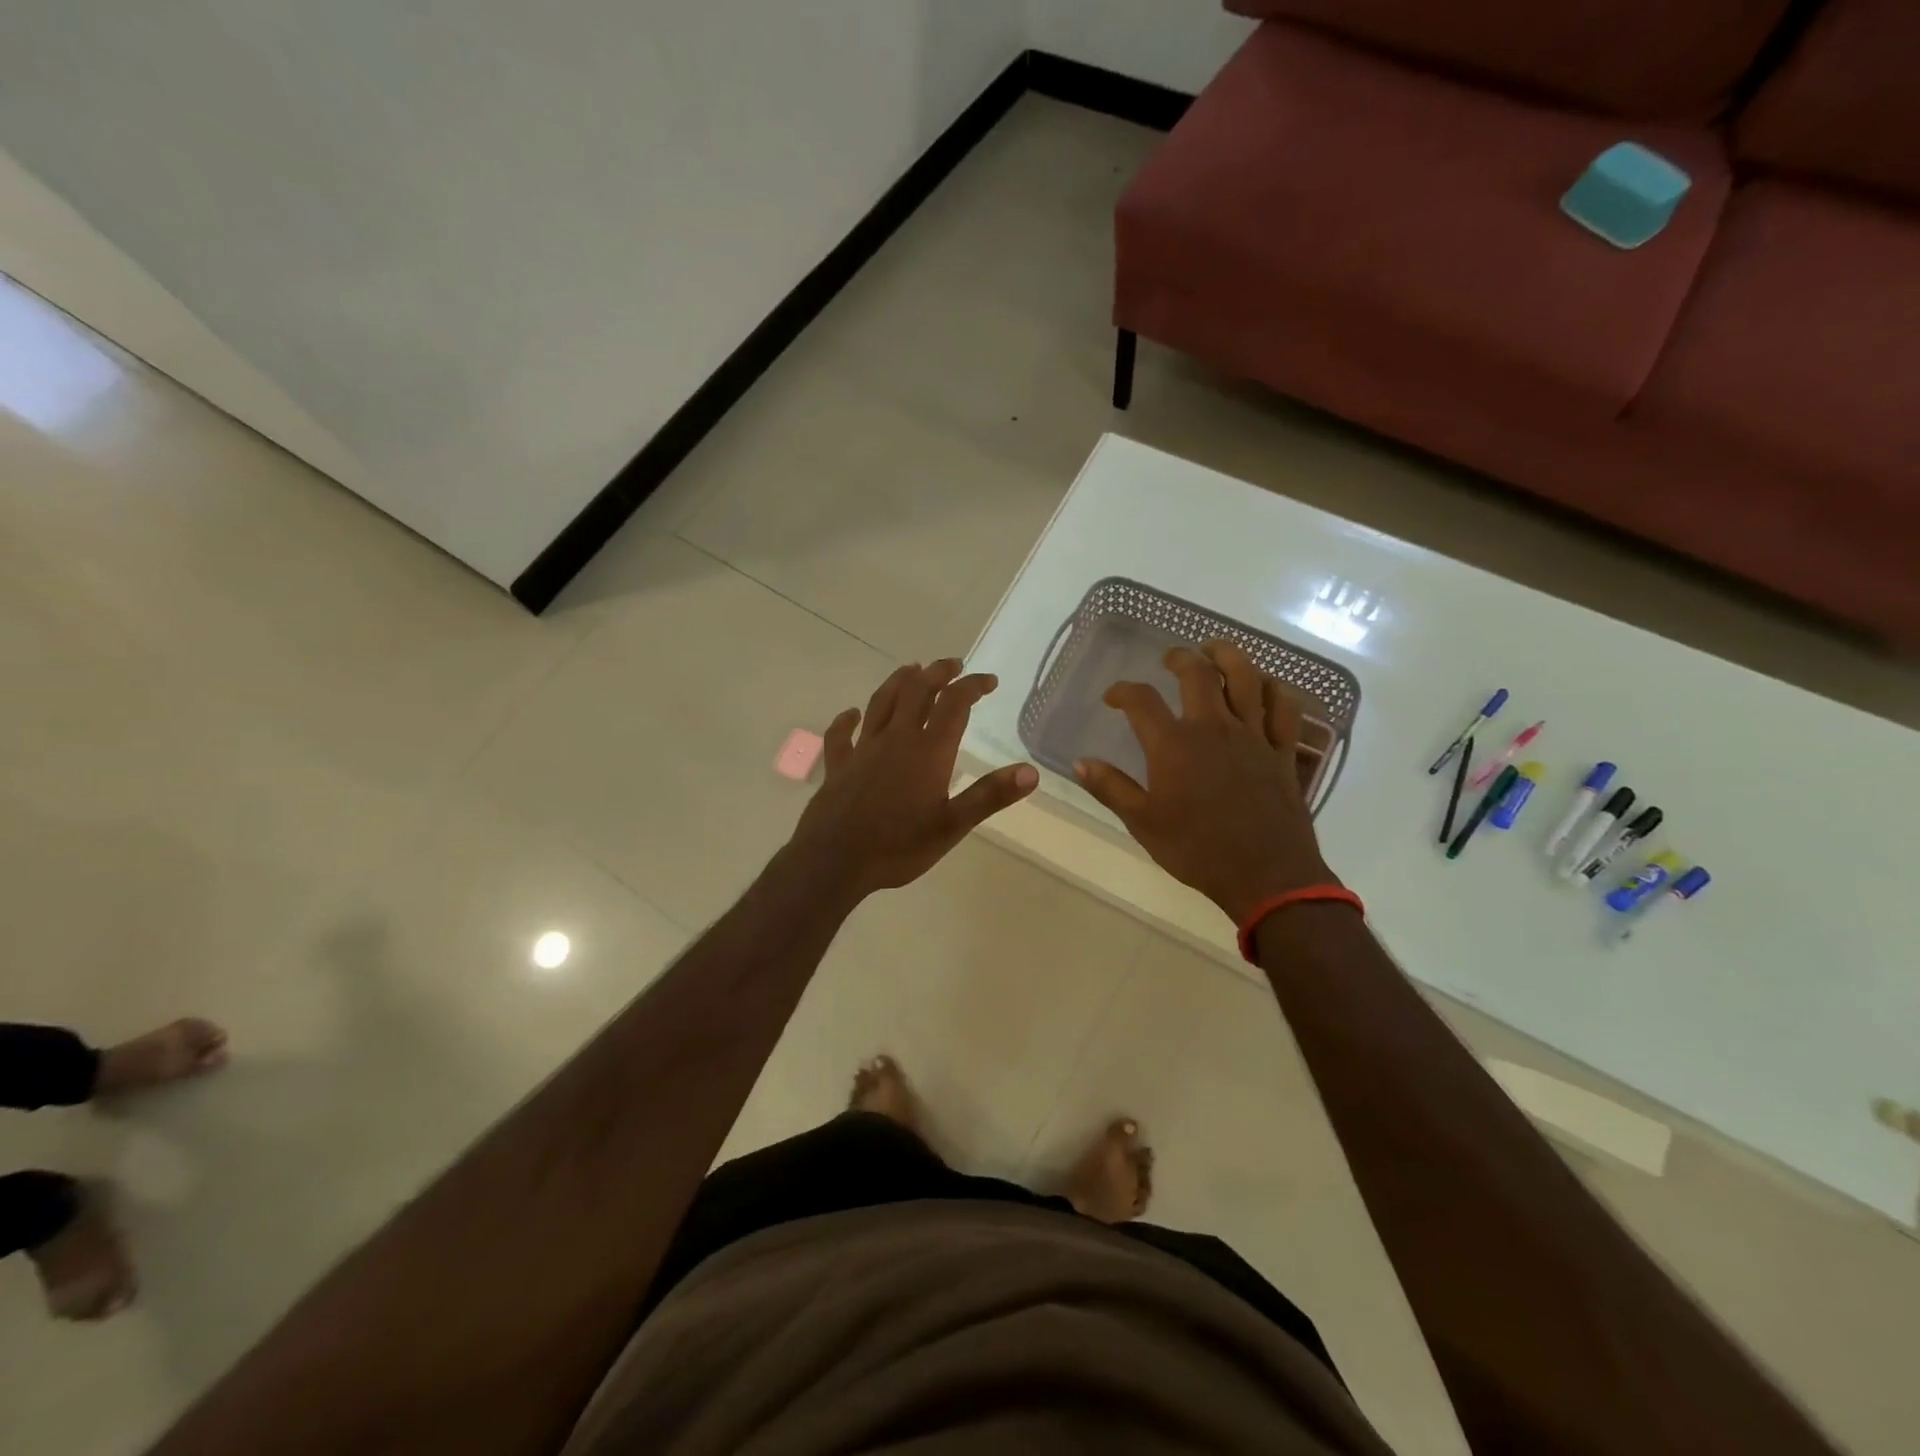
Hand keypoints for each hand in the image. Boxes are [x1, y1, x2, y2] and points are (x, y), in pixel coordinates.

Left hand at [789, 659, 1038, 902]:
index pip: (954, 704)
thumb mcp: (952, 826)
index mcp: (927, 751)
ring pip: (881, 702)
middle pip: (916, 691)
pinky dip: (847, 720)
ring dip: (898, 681)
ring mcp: (863, 749)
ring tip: (912, 669)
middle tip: (953, 665)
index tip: (988, 681)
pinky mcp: (838, 765)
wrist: (835, 861)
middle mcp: (895, 739)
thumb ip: (990, 796)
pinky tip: (852, 714)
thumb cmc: (898, 847)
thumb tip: (1030, 772)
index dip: (972, 686)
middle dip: (937, 673)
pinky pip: (840, 735)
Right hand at [1074, 642, 1336, 923]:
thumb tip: (1081, 762)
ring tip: (1215, 650)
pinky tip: (1266, 685)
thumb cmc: (1197, 850)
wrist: (1266, 875)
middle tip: (1170, 659)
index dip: (1123, 691)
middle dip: (1180, 658)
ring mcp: (1253, 736)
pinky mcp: (1283, 751)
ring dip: (1229, 656)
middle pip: (1198, 674)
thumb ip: (1111, 788)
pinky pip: (1284, 708)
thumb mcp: (1144, 823)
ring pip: (1246, 678)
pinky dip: (1276, 689)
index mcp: (1174, 745)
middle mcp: (1213, 728)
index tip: (1113, 697)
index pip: (1141, 701)